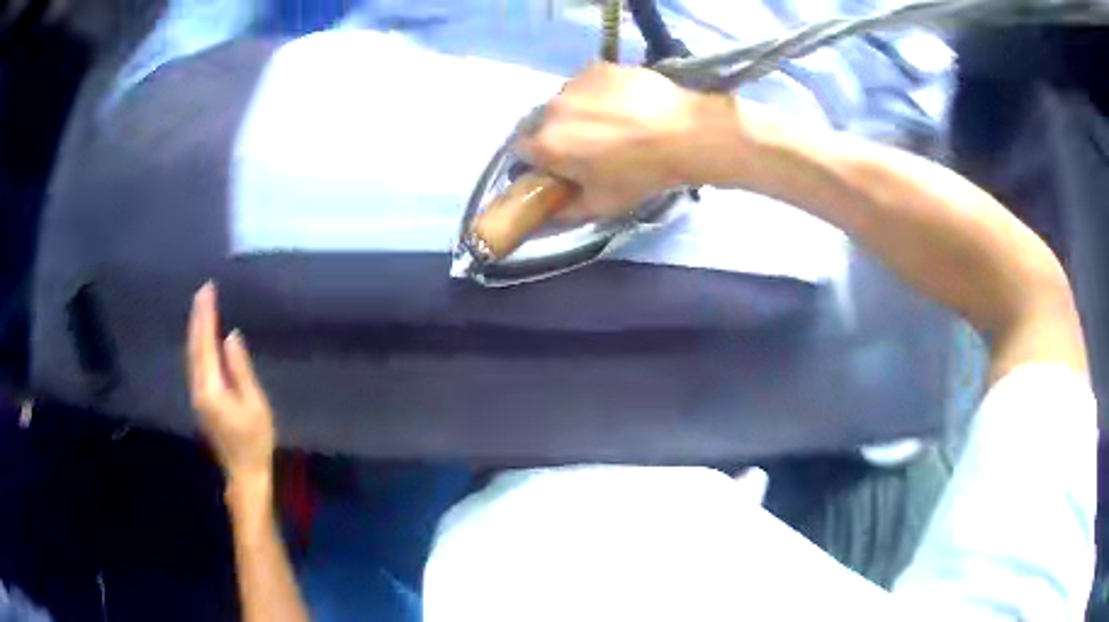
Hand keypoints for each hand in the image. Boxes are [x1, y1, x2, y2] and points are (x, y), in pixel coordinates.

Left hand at [188, 282, 275, 482]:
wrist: (245, 473)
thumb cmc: (255, 440)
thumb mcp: (255, 404)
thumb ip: (240, 369)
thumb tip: (230, 338)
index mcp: (211, 389)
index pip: (205, 344)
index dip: (206, 316)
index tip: (208, 290)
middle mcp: (198, 389)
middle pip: (194, 347)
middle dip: (198, 317)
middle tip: (203, 290)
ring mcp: (197, 396)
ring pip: (192, 355)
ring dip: (195, 329)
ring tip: (201, 307)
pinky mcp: (201, 401)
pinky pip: (195, 364)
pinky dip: (197, 345)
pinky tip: (202, 338)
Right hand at [516, 63, 705, 220]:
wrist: (685, 134)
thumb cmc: (641, 175)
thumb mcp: (602, 205)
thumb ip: (565, 210)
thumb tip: (547, 211)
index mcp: (547, 145)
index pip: (521, 150)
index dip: (540, 159)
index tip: (560, 164)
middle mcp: (552, 109)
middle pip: (543, 123)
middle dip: (558, 134)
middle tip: (590, 144)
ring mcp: (575, 83)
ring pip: (565, 100)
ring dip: (577, 111)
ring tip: (611, 121)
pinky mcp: (598, 67)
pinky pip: (587, 83)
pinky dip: (597, 93)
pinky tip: (623, 104)